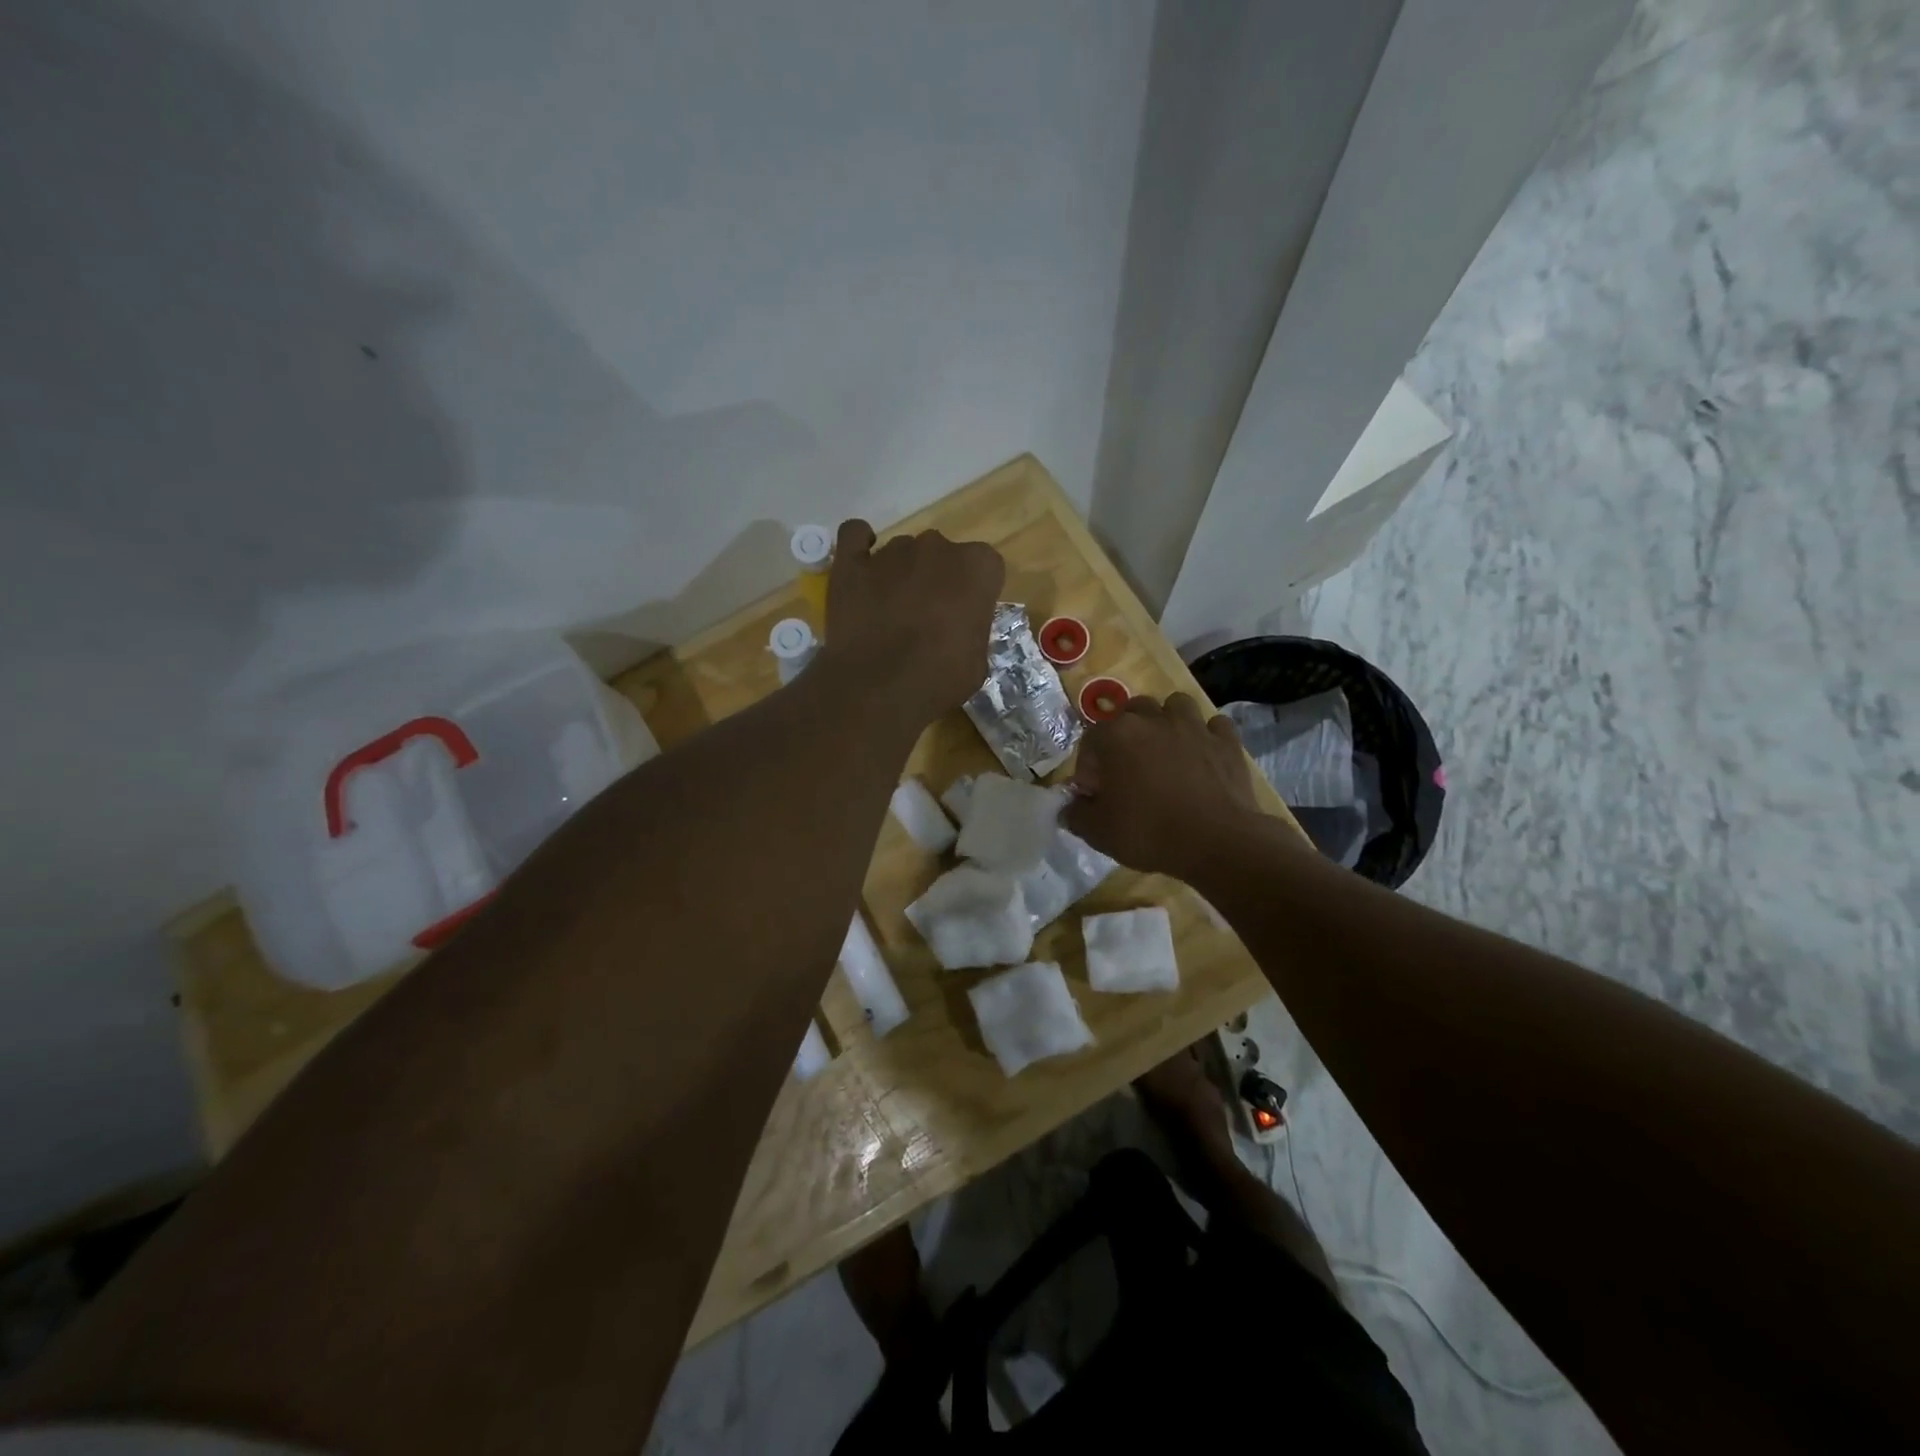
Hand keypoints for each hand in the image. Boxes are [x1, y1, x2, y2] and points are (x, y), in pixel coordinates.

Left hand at [821, 519, 1004, 728]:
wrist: (879, 688)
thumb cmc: (939, 679)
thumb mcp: (976, 663)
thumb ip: (971, 630)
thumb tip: (957, 631)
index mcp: (977, 567)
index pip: (984, 567)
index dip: (974, 593)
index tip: (964, 617)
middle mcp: (937, 547)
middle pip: (941, 555)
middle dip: (936, 579)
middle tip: (927, 617)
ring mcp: (891, 550)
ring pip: (901, 552)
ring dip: (900, 573)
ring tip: (889, 611)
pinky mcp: (851, 561)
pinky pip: (855, 535)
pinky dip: (859, 546)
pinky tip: (862, 569)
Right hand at [1064, 693, 1274, 879]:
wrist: (1217, 842)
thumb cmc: (1149, 832)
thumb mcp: (1099, 832)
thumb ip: (1077, 814)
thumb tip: (1070, 807)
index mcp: (1116, 735)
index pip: (1090, 740)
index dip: (1088, 767)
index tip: (1095, 793)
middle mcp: (1153, 719)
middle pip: (1132, 711)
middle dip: (1126, 733)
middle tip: (1127, 766)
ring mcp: (1194, 726)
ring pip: (1175, 705)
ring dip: (1167, 722)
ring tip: (1166, 750)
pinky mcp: (1227, 741)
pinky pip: (1214, 725)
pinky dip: (1207, 735)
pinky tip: (1203, 755)